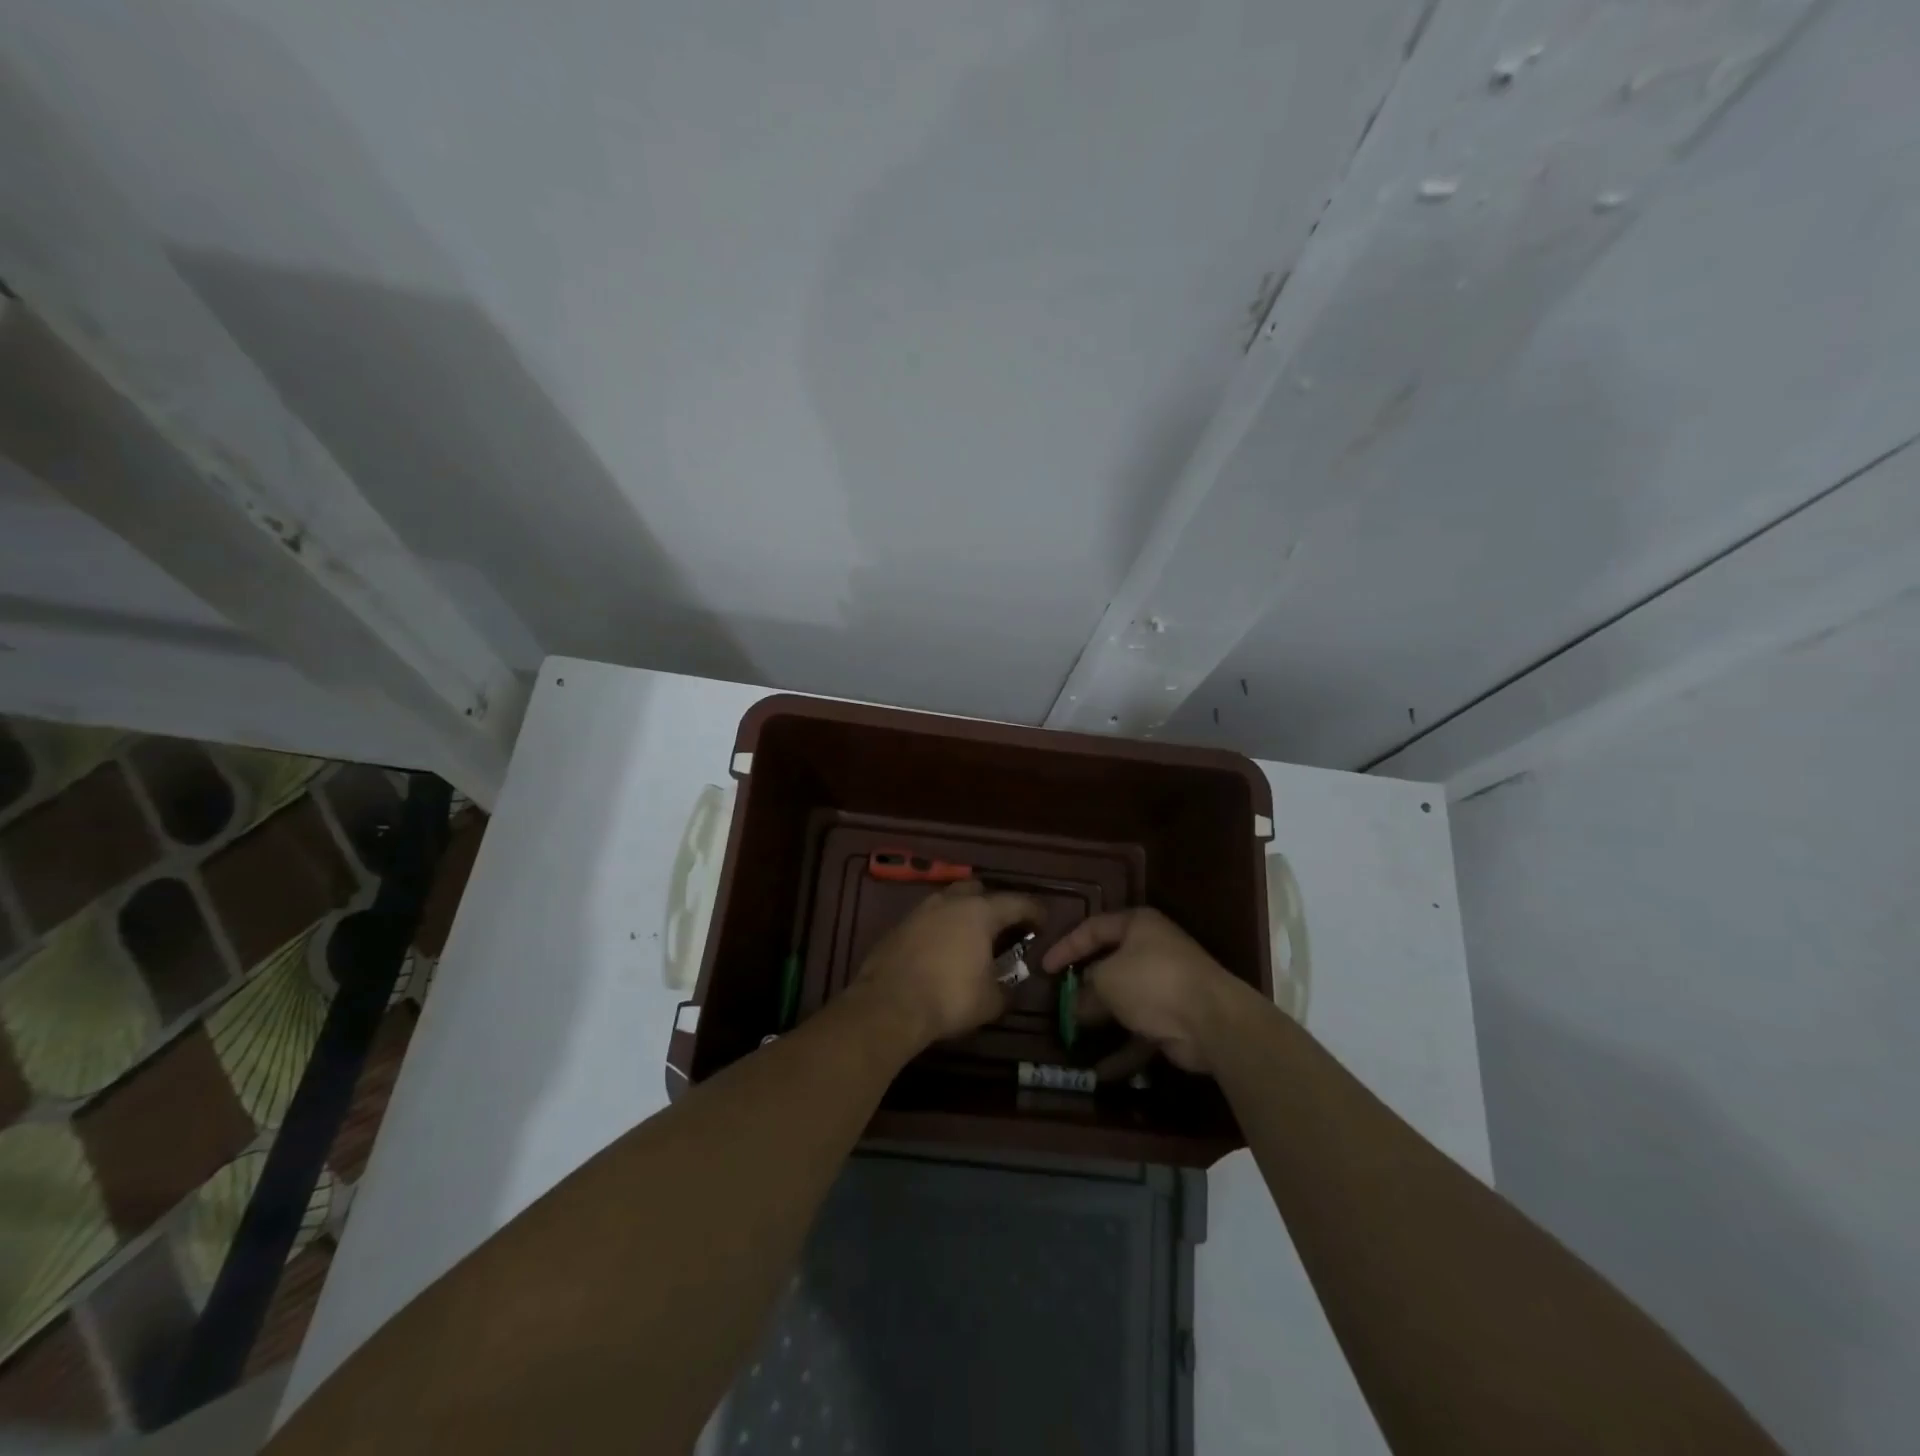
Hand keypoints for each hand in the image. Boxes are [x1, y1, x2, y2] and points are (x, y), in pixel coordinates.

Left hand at [854, 881, 1042, 1047]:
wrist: (888, 1004)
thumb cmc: (949, 998)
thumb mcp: (991, 1001)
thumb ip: (1006, 989)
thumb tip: (1009, 986)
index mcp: (980, 911)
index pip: (1017, 902)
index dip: (1034, 911)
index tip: (1042, 922)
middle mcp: (951, 901)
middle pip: (979, 890)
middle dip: (994, 904)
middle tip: (1004, 926)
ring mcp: (921, 910)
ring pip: (950, 901)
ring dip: (964, 913)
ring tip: (972, 937)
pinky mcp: (899, 925)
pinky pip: (929, 918)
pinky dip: (942, 927)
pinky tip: (943, 949)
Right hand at [1041, 908, 1237, 1072]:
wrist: (1212, 1020)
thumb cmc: (1152, 981)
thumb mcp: (1106, 979)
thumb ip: (1085, 989)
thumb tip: (1076, 1005)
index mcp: (1138, 926)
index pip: (1093, 928)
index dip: (1066, 946)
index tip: (1045, 968)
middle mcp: (1152, 950)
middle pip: (1109, 965)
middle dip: (1083, 987)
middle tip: (1058, 1002)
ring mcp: (1165, 986)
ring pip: (1123, 1001)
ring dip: (1100, 1020)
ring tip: (1072, 1035)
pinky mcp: (1174, 1019)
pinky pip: (1140, 1032)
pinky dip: (1121, 1050)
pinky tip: (1099, 1071)